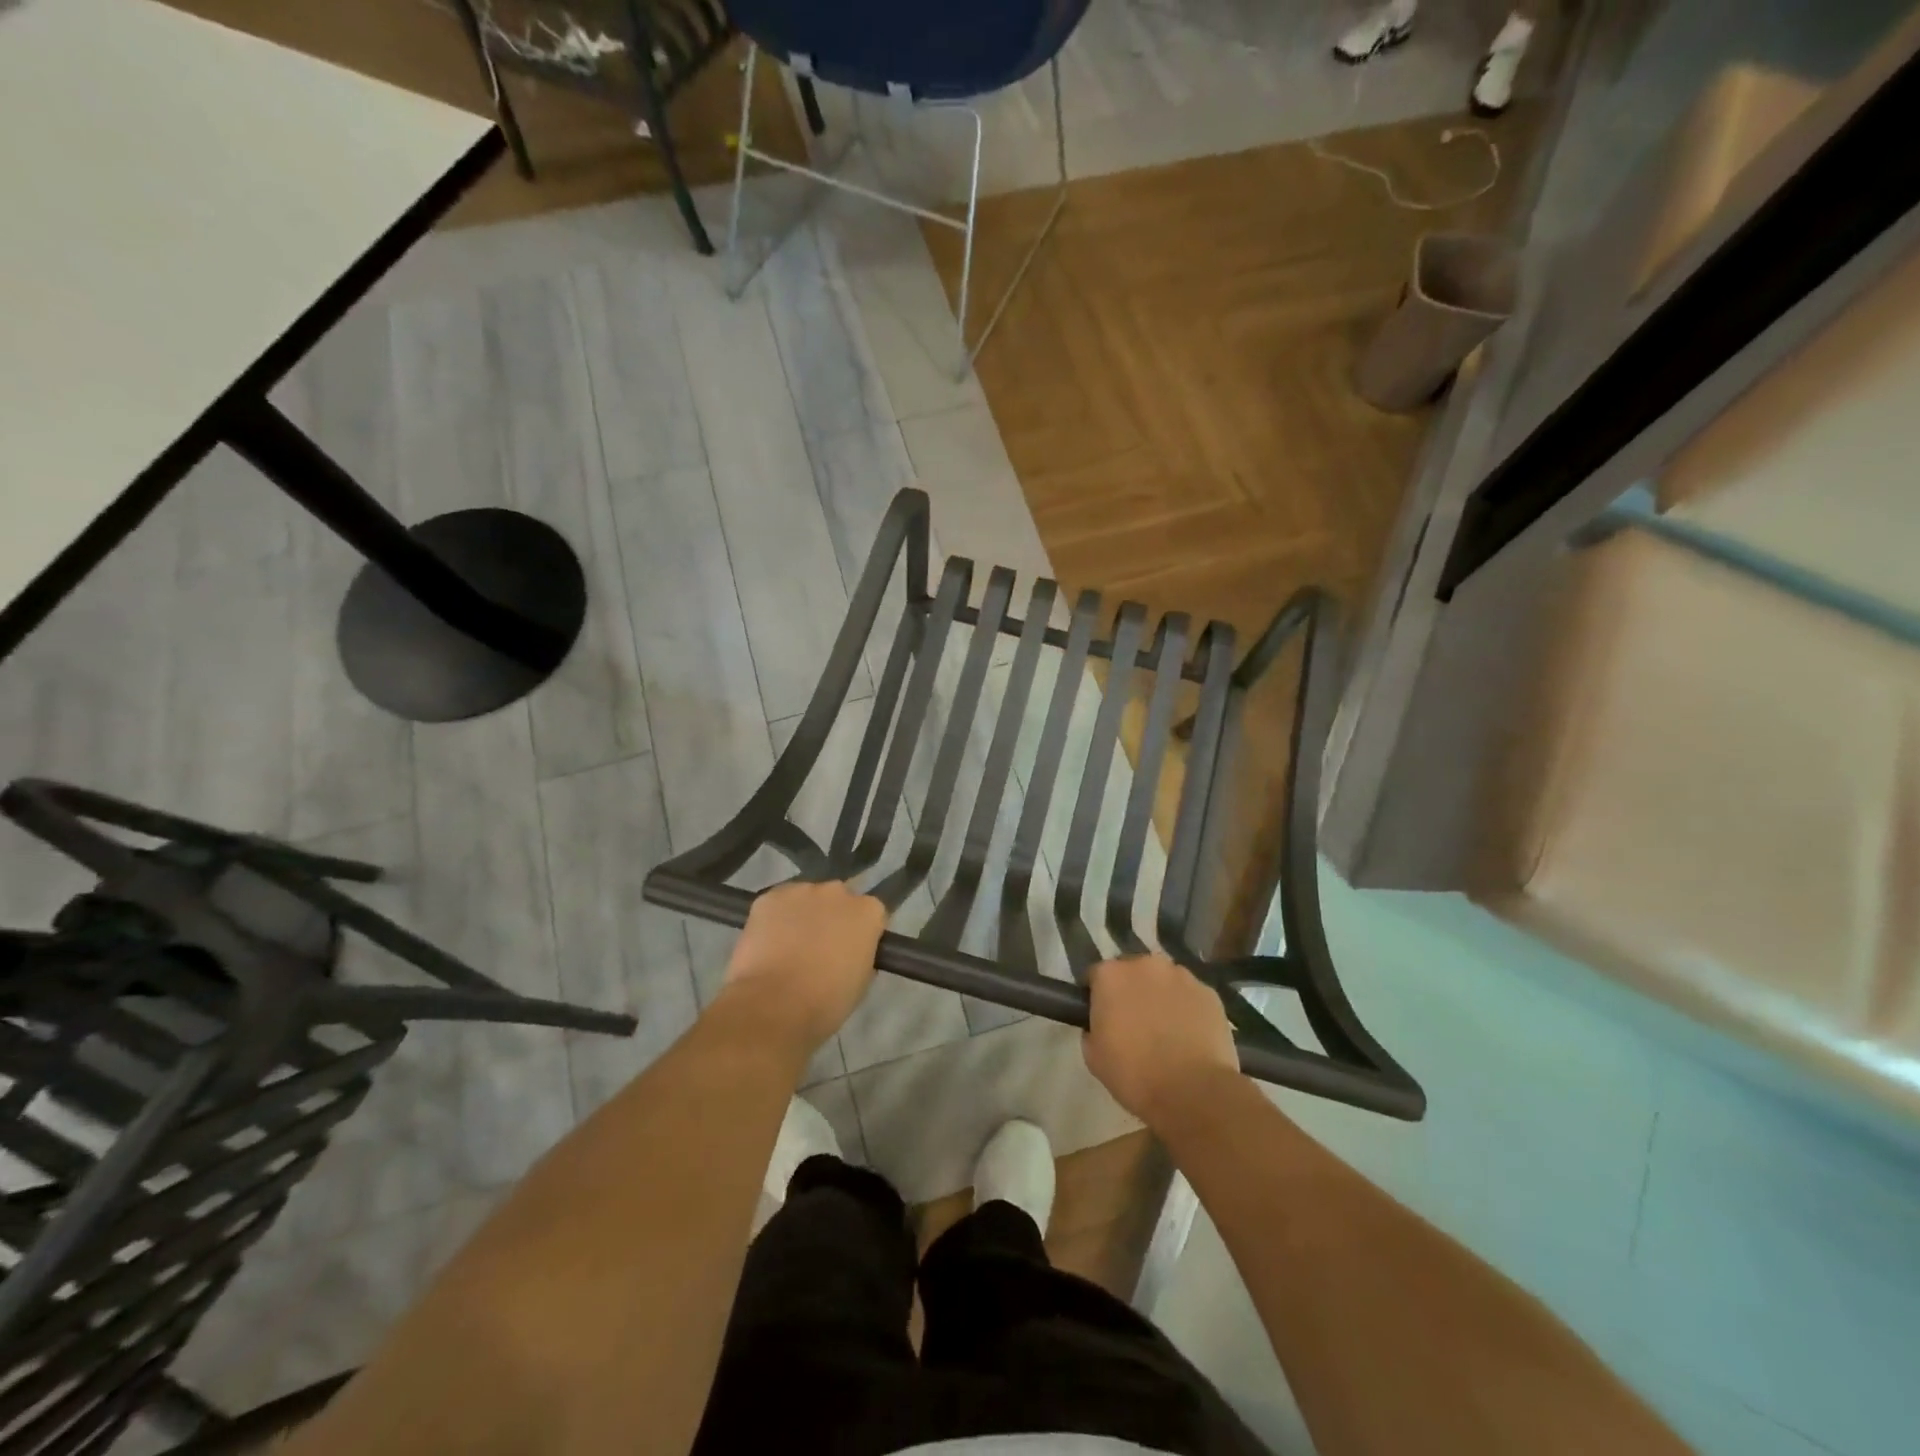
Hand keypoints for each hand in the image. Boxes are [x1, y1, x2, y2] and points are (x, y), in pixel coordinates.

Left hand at [717, 881, 884, 1050]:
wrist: (774, 1004)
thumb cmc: (826, 1001)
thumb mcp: (861, 982)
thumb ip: (860, 955)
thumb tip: (850, 952)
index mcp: (868, 912)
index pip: (872, 913)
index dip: (861, 932)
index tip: (852, 950)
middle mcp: (838, 891)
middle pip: (838, 899)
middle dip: (832, 917)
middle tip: (820, 947)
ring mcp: (801, 890)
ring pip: (805, 898)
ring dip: (802, 915)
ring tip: (789, 946)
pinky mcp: (768, 897)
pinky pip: (776, 904)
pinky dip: (774, 919)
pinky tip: (767, 943)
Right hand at [1084, 955, 1241, 1126]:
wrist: (1194, 1092)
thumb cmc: (1135, 1074)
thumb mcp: (1093, 1056)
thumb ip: (1092, 1028)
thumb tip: (1102, 1024)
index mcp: (1111, 975)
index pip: (1096, 976)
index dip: (1098, 996)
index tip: (1102, 1018)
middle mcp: (1145, 965)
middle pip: (1133, 972)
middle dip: (1131, 991)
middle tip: (1134, 1023)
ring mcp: (1182, 976)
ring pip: (1164, 981)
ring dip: (1161, 996)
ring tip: (1167, 1031)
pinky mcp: (1210, 993)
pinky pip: (1191, 996)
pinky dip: (1187, 1009)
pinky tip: (1190, 1037)